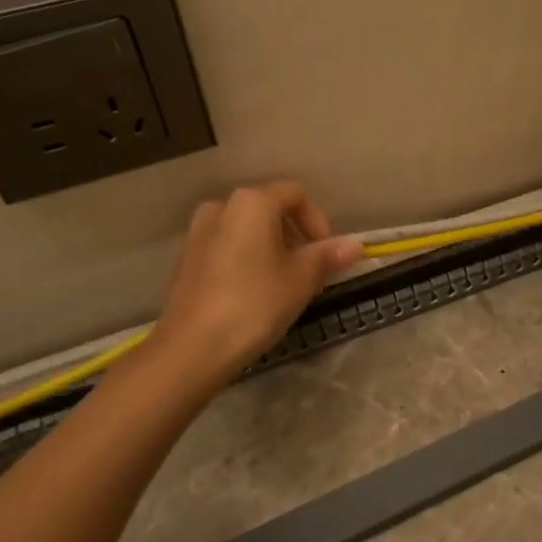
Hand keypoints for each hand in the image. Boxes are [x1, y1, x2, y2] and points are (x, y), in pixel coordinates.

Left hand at [152, 180, 364, 379]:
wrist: (192, 347)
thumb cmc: (255, 304)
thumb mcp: (302, 279)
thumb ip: (328, 256)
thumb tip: (355, 244)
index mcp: (252, 202)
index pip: (295, 194)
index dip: (317, 220)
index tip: (326, 253)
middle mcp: (222, 206)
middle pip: (269, 209)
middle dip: (295, 236)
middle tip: (309, 272)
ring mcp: (199, 232)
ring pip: (246, 229)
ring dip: (271, 248)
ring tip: (283, 284)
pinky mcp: (186, 259)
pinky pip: (226, 247)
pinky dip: (246, 259)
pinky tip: (253, 294)